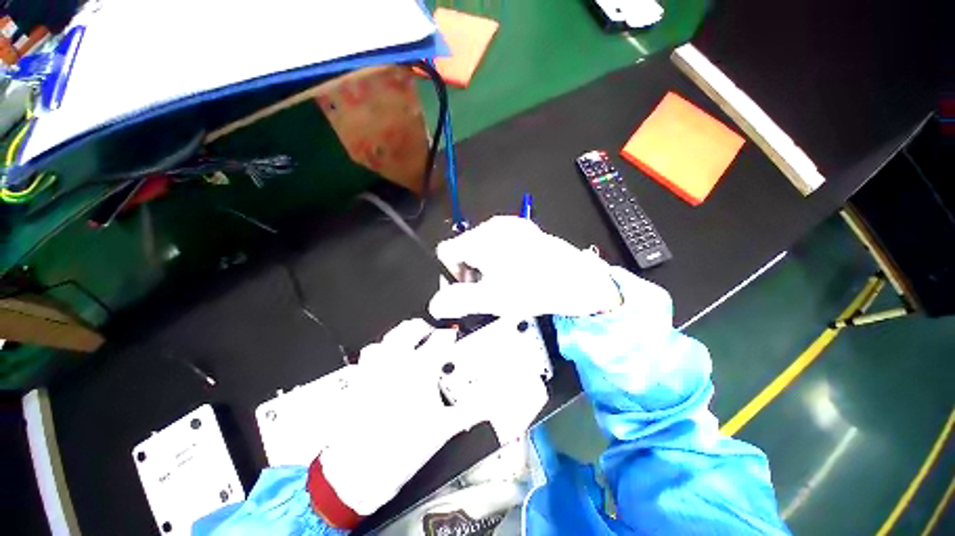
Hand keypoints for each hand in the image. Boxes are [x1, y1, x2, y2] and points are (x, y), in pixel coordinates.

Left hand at [315, 319, 481, 521]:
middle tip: (430, 333)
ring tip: (407, 344)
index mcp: (420, 370)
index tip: (452, 338)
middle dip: (423, 327)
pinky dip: (379, 353)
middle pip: (410, 328)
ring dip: (399, 337)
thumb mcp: (443, 429)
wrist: (359, 471)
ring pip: (387, 338)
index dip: (450, 336)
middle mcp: (396, 363)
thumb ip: (468, 411)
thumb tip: (485, 405)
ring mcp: (375, 369)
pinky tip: (384, 363)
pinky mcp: (359, 380)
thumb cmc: (400, 450)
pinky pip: (368, 355)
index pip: (441, 340)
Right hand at [429, 216, 621, 318]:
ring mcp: (511, 225)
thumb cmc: (533, 288)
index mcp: (481, 239)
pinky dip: (499, 259)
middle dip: (468, 272)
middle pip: (464, 249)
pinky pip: (499, 243)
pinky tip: (515, 272)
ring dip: (484, 267)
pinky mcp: (524, 229)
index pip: (446, 251)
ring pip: (482, 247)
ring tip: (503, 283)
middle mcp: (494, 226)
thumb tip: (436, 304)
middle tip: (486, 291)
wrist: (578, 280)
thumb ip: (459, 301)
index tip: (466, 291)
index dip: (449, 274)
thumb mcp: (493, 299)